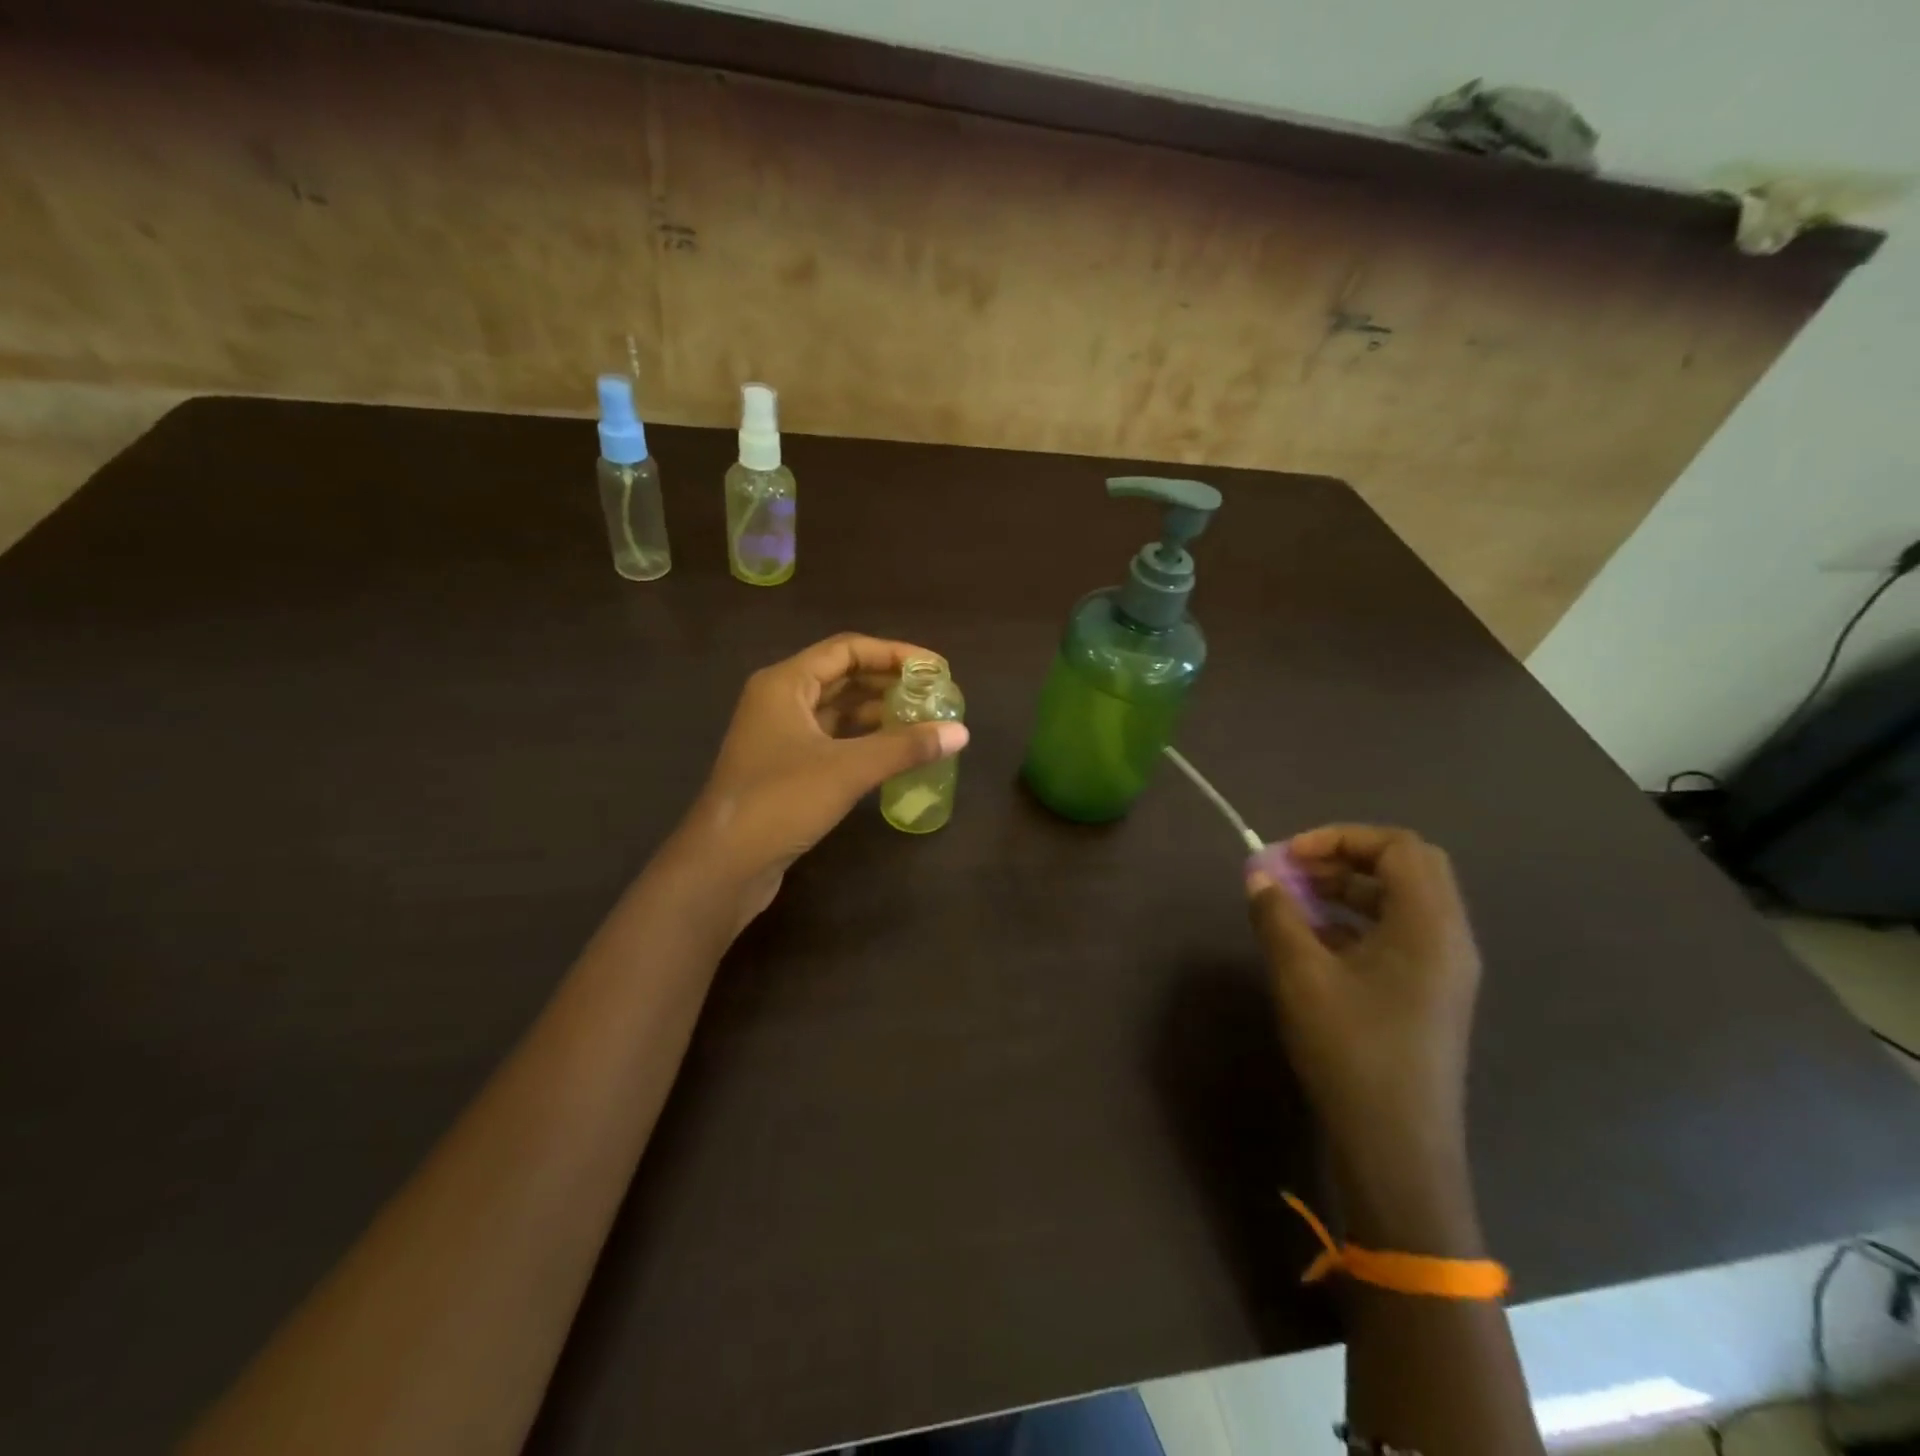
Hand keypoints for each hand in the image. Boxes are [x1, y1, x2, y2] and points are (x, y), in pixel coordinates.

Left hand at [677, 634, 968, 920]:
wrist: (724, 865)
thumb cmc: (781, 802)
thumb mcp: (848, 769)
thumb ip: (906, 747)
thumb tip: (961, 732)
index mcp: (785, 683)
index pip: (847, 650)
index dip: (894, 653)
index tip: (936, 668)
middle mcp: (780, 700)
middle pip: (842, 676)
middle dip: (888, 682)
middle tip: (934, 694)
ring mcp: (780, 735)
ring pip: (837, 710)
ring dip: (878, 711)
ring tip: (923, 720)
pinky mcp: (786, 767)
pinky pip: (832, 739)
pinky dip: (864, 739)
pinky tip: (895, 751)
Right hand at [1247, 825, 1480, 1185]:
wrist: (1397, 1148)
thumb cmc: (1351, 1051)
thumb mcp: (1300, 976)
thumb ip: (1277, 915)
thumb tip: (1259, 876)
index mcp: (1430, 926)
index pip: (1398, 846)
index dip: (1340, 838)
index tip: (1290, 856)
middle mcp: (1449, 939)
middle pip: (1407, 868)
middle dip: (1345, 859)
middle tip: (1296, 871)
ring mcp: (1445, 970)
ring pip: (1402, 902)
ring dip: (1349, 890)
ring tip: (1295, 903)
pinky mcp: (1431, 995)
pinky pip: (1399, 935)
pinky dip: (1357, 922)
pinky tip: (1314, 942)